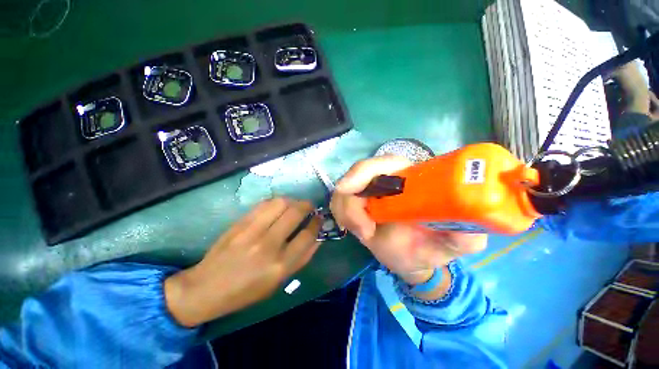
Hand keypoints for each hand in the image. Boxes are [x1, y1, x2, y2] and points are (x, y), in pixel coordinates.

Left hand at [164, 198, 320, 326]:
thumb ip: (302, 258)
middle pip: (296, 213)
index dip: (317, 223)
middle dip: (308, 206)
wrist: (206, 288)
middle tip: (310, 207)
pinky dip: (276, 202)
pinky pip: (264, 204)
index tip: (319, 218)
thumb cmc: (247, 291)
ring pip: (281, 203)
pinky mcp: (240, 223)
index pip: (308, 235)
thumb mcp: (279, 281)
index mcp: (280, 265)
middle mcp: (268, 245)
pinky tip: (278, 207)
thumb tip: (317, 236)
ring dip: (293, 200)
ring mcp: (252, 231)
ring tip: (294, 205)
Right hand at [330, 156, 486, 283]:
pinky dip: (342, 215)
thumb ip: (465, 235)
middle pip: (358, 173)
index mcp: (411, 179)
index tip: (363, 202)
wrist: (413, 259)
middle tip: (362, 230)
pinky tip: (357, 230)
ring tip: (364, 234)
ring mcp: (368, 191)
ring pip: (344, 190)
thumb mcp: (455, 243)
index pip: (387, 162)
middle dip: (352, 200)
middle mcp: (387, 180)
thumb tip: (464, 226)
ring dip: (347, 212)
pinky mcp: (355, 203)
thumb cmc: (432, 247)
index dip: (368, 172)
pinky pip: (339, 202)